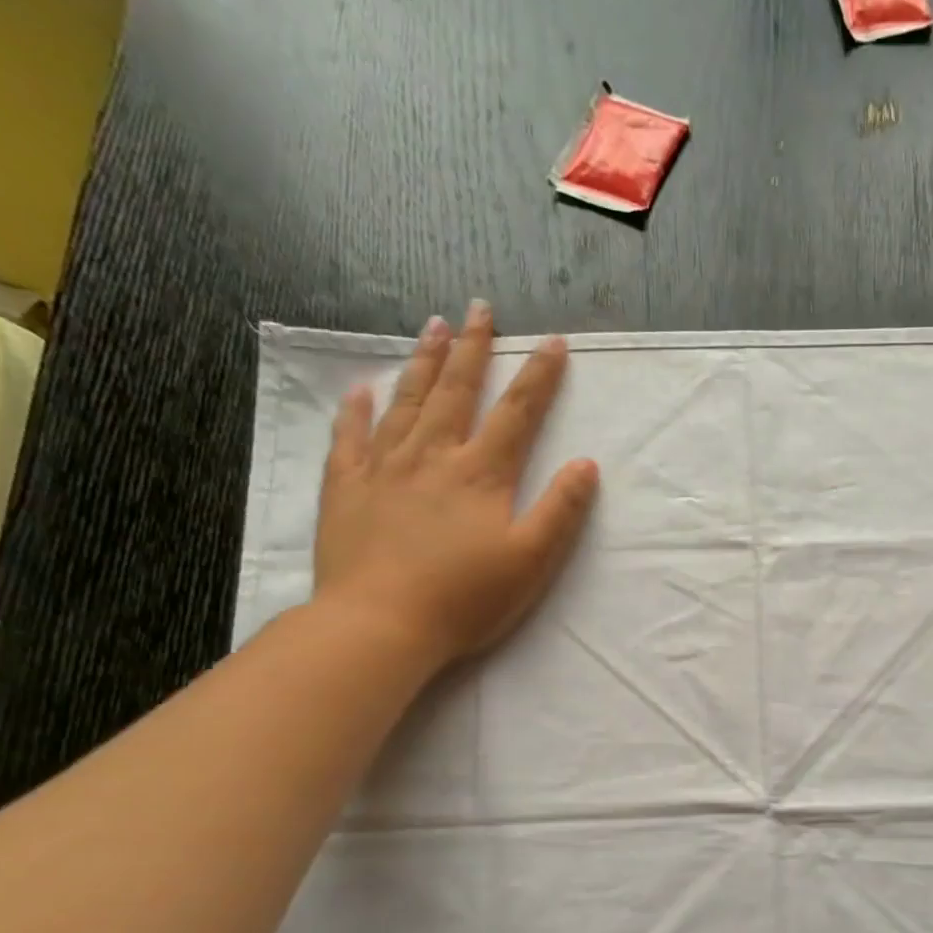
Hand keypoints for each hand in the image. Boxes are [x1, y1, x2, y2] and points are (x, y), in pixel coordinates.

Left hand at [313, 302, 598, 672]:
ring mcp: (383, 468)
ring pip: (407, 402)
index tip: (553, 342)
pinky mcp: (346, 488)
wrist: (380, 624)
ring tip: (434, 326)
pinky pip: (350, 437)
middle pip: (456, 391)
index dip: (538, 377)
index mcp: (481, 474)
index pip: (517, 414)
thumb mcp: (531, 561)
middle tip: (479, 308)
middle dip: (473, 348)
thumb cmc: (465, 599)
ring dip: (424, 362)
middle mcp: (432, 456)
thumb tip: (586, 465)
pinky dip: (357, 409)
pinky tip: (363, 389)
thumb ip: (560, 511)